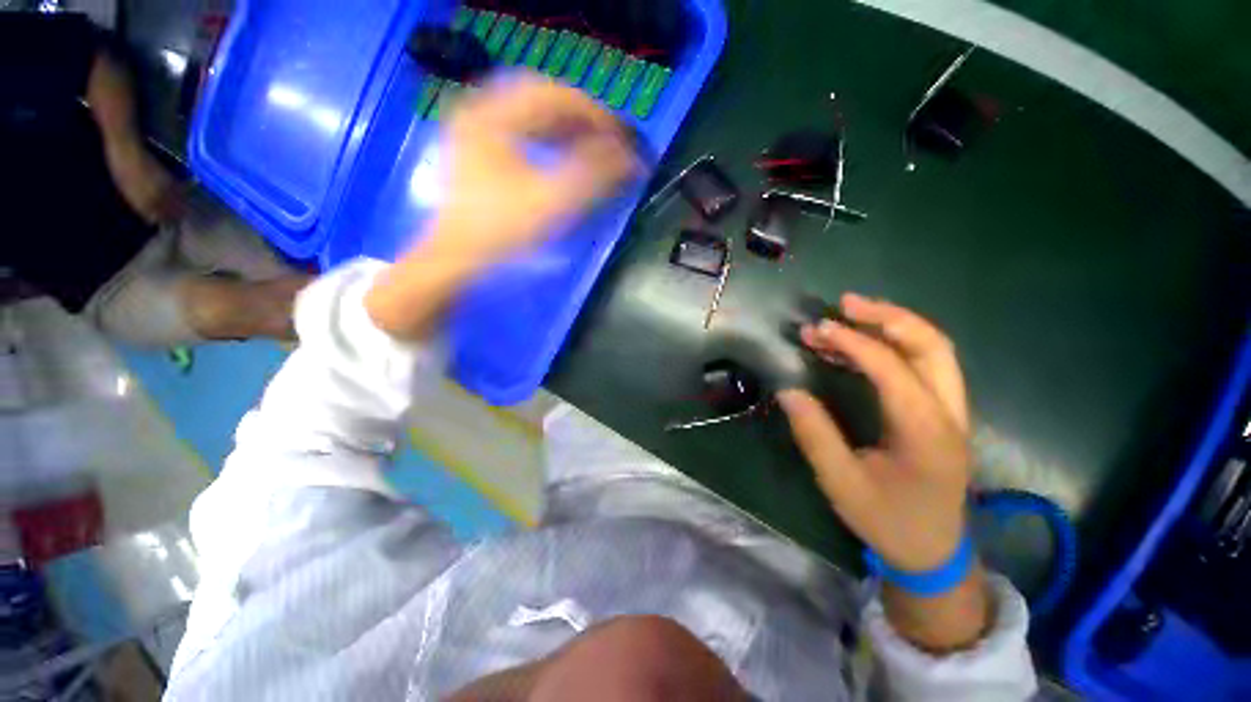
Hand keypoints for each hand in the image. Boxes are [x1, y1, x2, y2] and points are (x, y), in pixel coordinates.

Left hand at [366, 73, 637, 339]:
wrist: (457, 257)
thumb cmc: (501, 231)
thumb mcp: (551, 204)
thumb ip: (593, 177)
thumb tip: (630, 158)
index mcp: (492, 114)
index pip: (555, 96)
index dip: (595, 114)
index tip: (622, 138)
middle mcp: (480, 109)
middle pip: (543, 98)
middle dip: (583, 118)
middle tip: (610, 140)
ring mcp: (476, 127)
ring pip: (532, 112)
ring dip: (567, 127)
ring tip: (594, 147)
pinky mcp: (479, 147)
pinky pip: (521, 128)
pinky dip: (549, 137)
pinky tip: (564, 153)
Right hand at [777, 293, 971, 571]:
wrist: (933, 552)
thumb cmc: (887, 520)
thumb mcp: (841, 483)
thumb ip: (814, 434)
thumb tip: (789, 391)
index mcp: (925, 432)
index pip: (891, 369)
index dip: (852, 343)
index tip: (816, 330)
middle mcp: (948, 413)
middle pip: (932, 345)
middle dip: (888, 316)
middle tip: (845, 304)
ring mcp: (952, 412)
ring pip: (934, 350)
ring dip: (893, 325)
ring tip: (850, 313)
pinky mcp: (942, 414)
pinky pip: (924, 365)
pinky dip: (894, 345)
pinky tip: (861, 345)